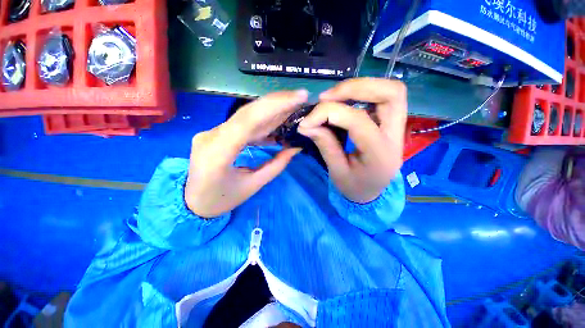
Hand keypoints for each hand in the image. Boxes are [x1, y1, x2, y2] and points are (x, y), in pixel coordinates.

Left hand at [185, 90, 307, 217]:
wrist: (191, 203)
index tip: (299, 97)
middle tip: (301, 96)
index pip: (248, 120)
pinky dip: (262, 123)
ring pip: (246, 116)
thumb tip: (295, 148)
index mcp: (218, 153)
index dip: (275, 106)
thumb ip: (275, 166)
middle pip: (248, 113)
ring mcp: (212, 133)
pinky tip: (277, 123)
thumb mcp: (252, 186)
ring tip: (293, 107)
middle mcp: (211, 136)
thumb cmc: (221, 200)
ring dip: (271, 111)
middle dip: (277, 102)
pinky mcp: (217, 134)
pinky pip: (242, 125)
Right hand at [297, 78, 406, 202]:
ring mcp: (397, 128)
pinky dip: (362, 94)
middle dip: (355, 88)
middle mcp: (395, 136)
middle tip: (327, 97)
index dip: (328, 113)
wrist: (372, 193)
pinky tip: (344, 102)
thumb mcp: (336, 171)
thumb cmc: (354, 187)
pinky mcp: (391, 124)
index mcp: (380, 154)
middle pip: (391, 94)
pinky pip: (382, 98)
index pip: (357, 121)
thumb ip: (324, 144)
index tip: (307, 121)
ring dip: (360, 87)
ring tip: (333, 97)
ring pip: (390, 91)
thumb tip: (306, 124)